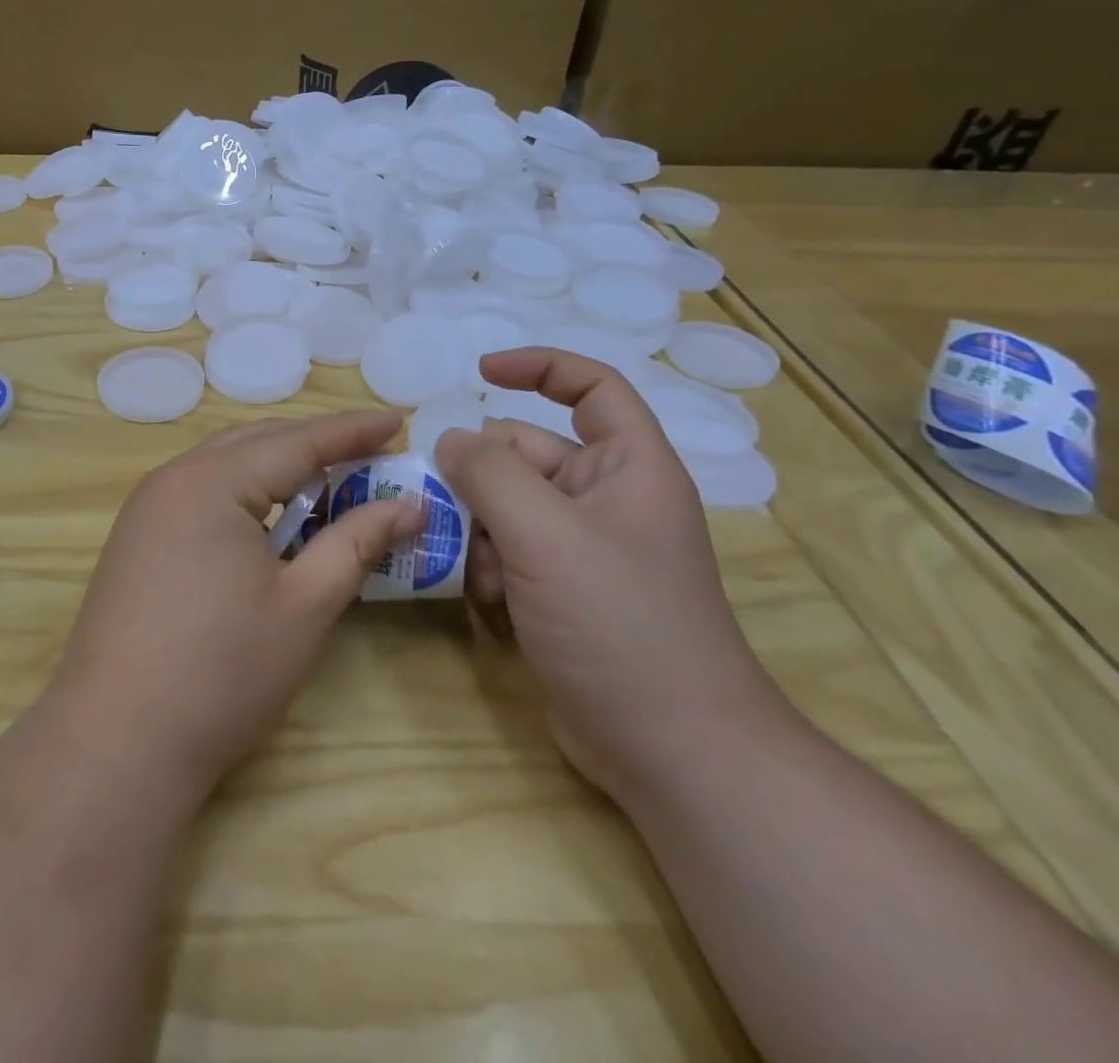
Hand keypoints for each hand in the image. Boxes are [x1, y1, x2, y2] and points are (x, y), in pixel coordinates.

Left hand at [47, 411, 422, 806]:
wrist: (116, 741)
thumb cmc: (222, 673)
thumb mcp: (304, 605)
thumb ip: (356, 543)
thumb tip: (408, 505)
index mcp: (211, 482)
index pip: (296, 441)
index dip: (351, 431)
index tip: (397, 421)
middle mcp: (172, 479)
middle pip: (256, 443)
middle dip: (315, 444)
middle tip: (371, 452)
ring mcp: (146, 509)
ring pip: (225, 466)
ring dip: (278, 468)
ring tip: (330, 481)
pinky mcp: (136, 539)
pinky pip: (201, 493)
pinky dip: (245, 494)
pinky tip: (271, 520)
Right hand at [435, 349, 782, 800]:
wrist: (671, 751)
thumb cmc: (621, 626)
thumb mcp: (546, 536)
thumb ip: (490, 474)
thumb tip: (451, 439)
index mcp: (629, 468)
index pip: (591, 388)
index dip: (539, 367)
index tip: (479, 373)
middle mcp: (607, 499)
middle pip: (527, 453)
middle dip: (483, 477)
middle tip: (447, 507)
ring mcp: (583, 549)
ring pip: (507, 506)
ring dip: (479, 529)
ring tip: (474, 570)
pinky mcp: (561, 591)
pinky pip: (507, 551)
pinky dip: (486, 566)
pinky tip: (483, 601)